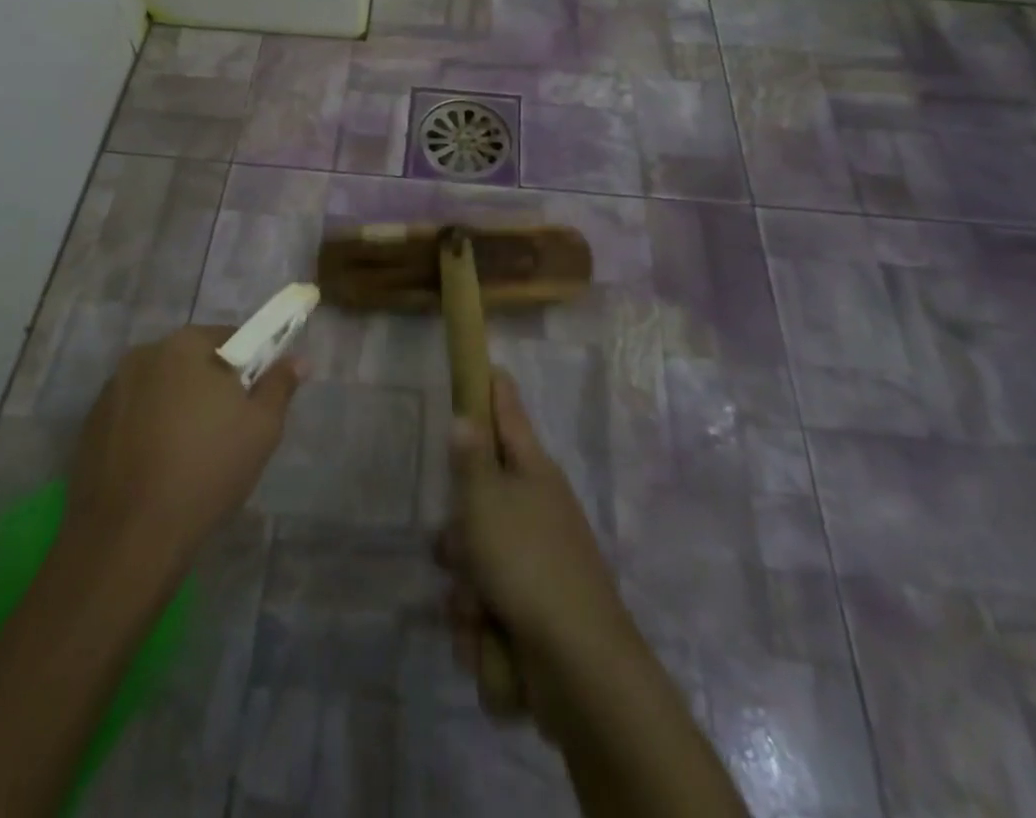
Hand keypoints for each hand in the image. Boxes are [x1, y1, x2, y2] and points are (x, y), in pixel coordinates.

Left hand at [62, 325, 303, 572]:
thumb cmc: (206, 470)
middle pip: (191, 360)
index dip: (249, 364)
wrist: (128, 537)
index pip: (230, 336)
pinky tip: (158, 466)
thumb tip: (298, 359)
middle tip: (228, 427)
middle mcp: (143, 354)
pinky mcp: (89, 426)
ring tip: (190, 452)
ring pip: (160, 387)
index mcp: (185, 344)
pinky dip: (148, 428)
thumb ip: (279, 384)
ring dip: (177, 405)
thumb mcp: (262, 427)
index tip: (254, 398)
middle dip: (210, 384)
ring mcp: (111, 390)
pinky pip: (133, 414)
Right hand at [437, 369, 642, 741]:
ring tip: (477, 610)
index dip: (495, 392)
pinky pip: (486, 608)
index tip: (489, 366)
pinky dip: (481, 628)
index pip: (509, 417)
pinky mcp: (531, 613)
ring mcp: (536, 564)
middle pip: (479, 501)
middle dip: (459, 534)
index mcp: (533, 474)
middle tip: (457, 547)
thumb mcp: (486, 502)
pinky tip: (489, 642)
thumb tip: (466, 416)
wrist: (578, 668)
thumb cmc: (527, 564)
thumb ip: (470, 459)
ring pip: (475, 561)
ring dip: (465, 591)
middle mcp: (535, 512)